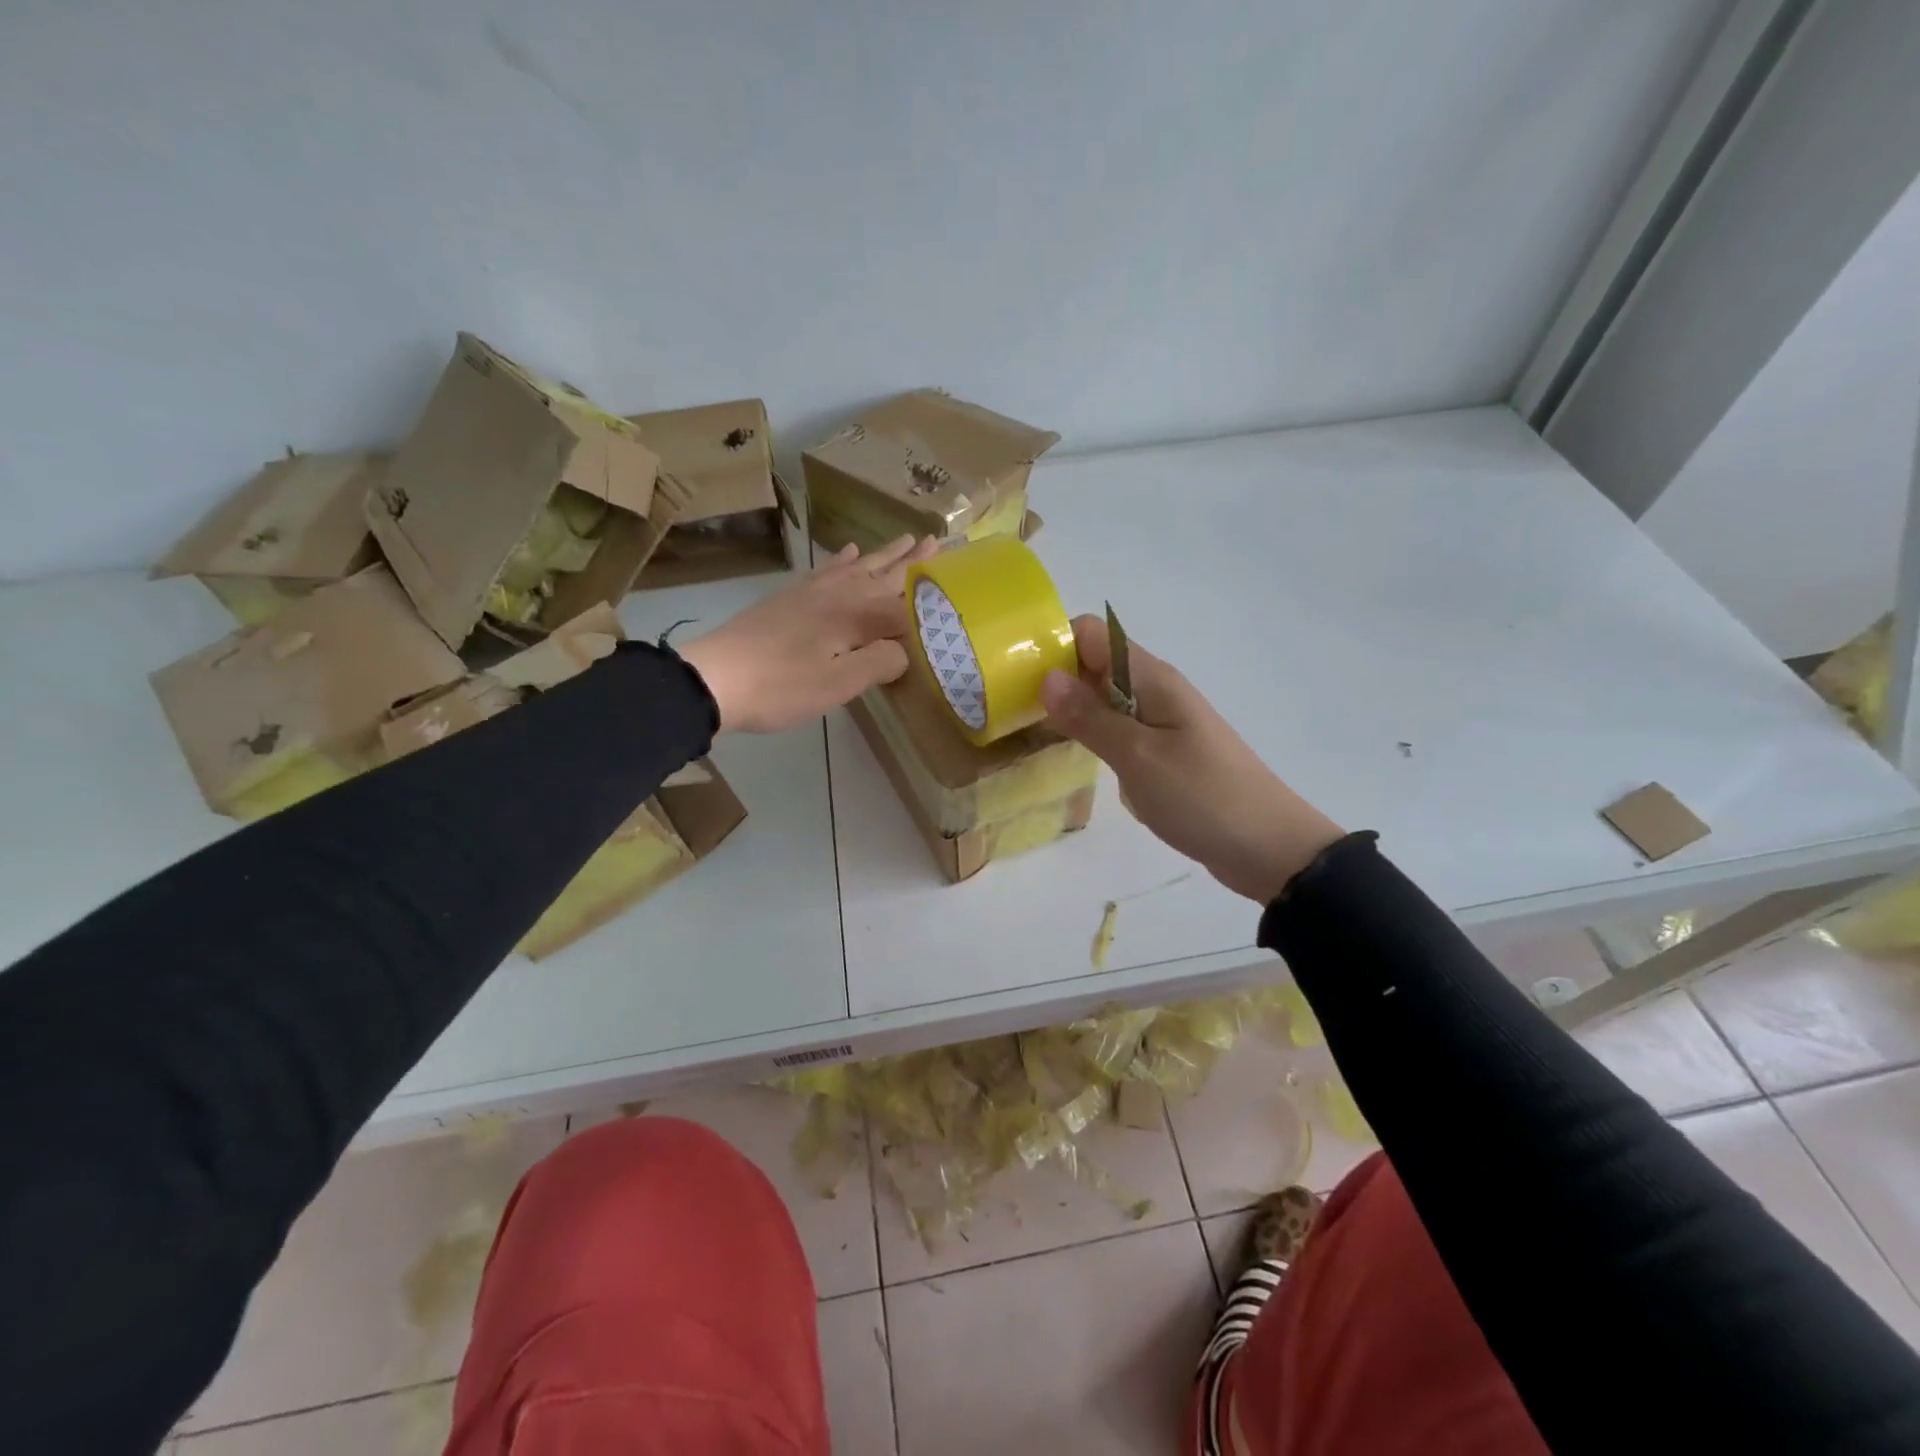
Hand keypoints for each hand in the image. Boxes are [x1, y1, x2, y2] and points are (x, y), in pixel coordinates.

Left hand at [680, 535, 938, 733]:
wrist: (715, 678)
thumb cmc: (781, 687)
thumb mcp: (838, 685)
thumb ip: (880, 663)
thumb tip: (907, 649)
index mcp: (856, 616)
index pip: (906, 605)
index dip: (933, 598)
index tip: (960, 582)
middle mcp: (839, 594)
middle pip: (885, 575)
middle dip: (914, 562)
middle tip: (941, 541)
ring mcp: (812, 592)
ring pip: (859, 567)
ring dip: (885, 555)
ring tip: (908, 539)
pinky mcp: (791, 598)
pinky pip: (826, 570)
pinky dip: (843, 560)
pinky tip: (849, 551)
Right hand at [1040, 615, 1343, 903]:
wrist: (1269, 848)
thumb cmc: (1203, 797)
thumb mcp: (1138, 758)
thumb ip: (1090, 718)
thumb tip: (1046, 677)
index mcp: (1152, 679)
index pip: (1093, 634)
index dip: (1057, 645)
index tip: (1021, 678)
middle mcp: (1155, 690)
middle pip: (1095, 664)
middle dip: (1056, 679)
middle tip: (1016, 712)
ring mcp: (1161, 722)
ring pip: (1105, 699)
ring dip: (1072, 709)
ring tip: (1032, 733)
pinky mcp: (1164, 751)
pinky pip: (1119, 729)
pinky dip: (1094, 735)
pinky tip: (1073, 757)